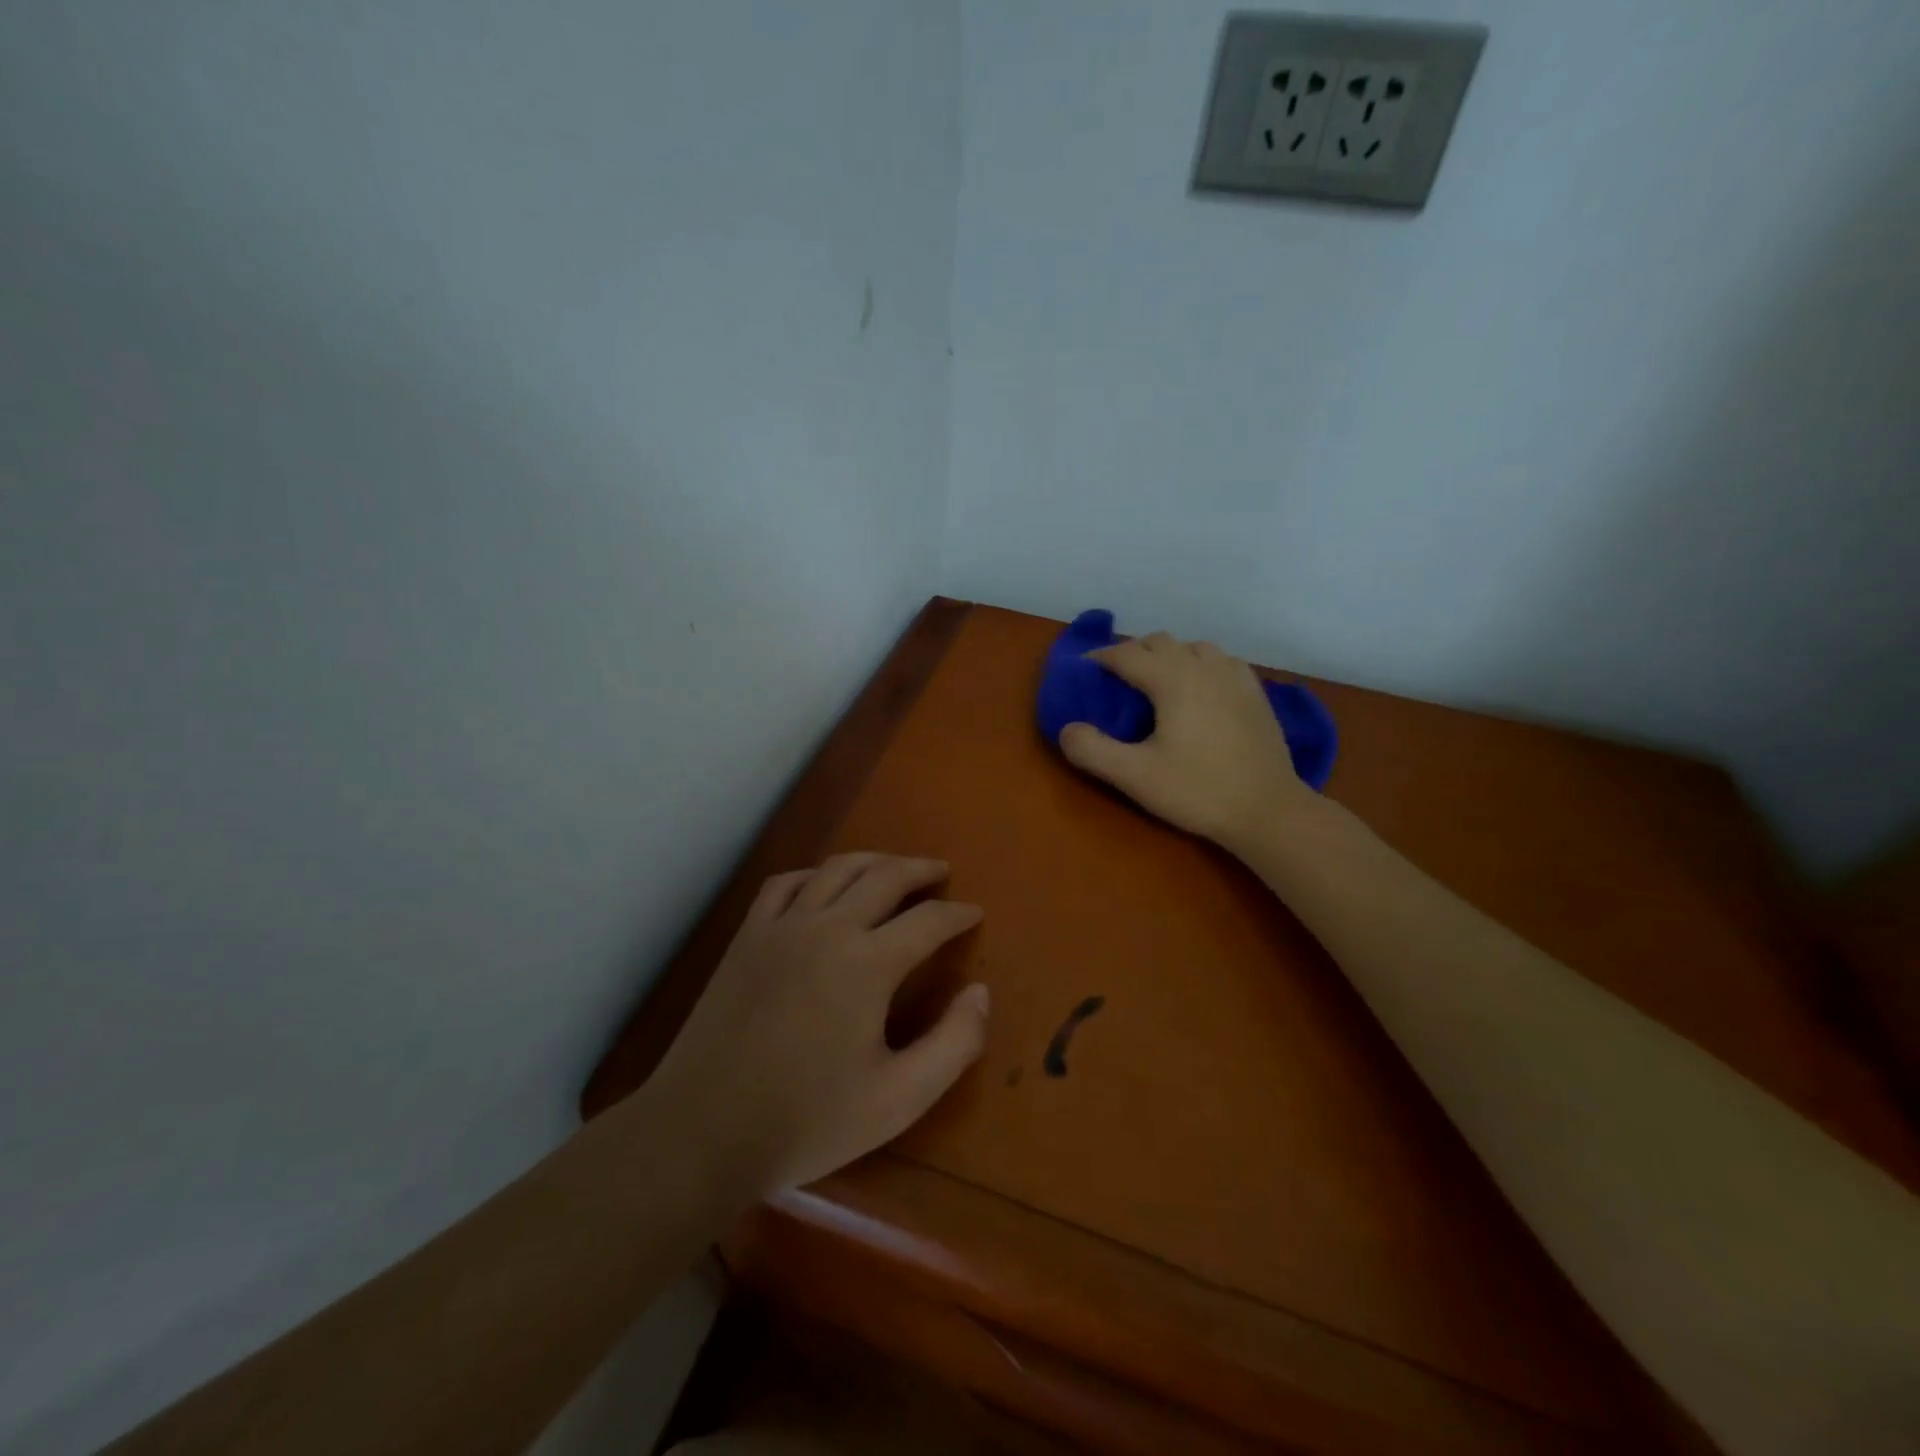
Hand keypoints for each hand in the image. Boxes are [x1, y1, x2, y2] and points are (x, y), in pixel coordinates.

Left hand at [647, 853, 986, 1194]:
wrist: (702, 1132)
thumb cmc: (807, 1121)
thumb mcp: (898, 1099)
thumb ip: (954, 1044)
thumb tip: (981, 992)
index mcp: (868, 963)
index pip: (928, 921)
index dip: (958, 914)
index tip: (974, 913)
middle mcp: (828, 928)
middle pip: (885, 877)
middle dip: (921, 870)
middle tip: (942, 872)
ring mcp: (781, 927)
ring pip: (836, 869)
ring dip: (874, 860)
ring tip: (894, 867)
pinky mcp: (747, 937)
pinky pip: (785, 884)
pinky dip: (814, 874)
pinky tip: (823, 884)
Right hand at [1060, 633, 1313, 853]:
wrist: (1268, 810)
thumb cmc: (1197, 790)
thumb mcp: (1135, 776)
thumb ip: (1092, 750)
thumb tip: (1067, 729)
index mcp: (1173, 679)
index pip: (1127, 654)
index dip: (1100, 658)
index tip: (1084, 670)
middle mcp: (1204, 666)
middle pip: (1160, 642)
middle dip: (1133, 653)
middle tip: (1115, 680)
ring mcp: (1235, 676)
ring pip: (1193, 647)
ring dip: (1168, 656)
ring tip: (1156, 682)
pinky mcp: (1256, 692)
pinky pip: (1221, 661)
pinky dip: (1200, 665)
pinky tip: (1199, 689)